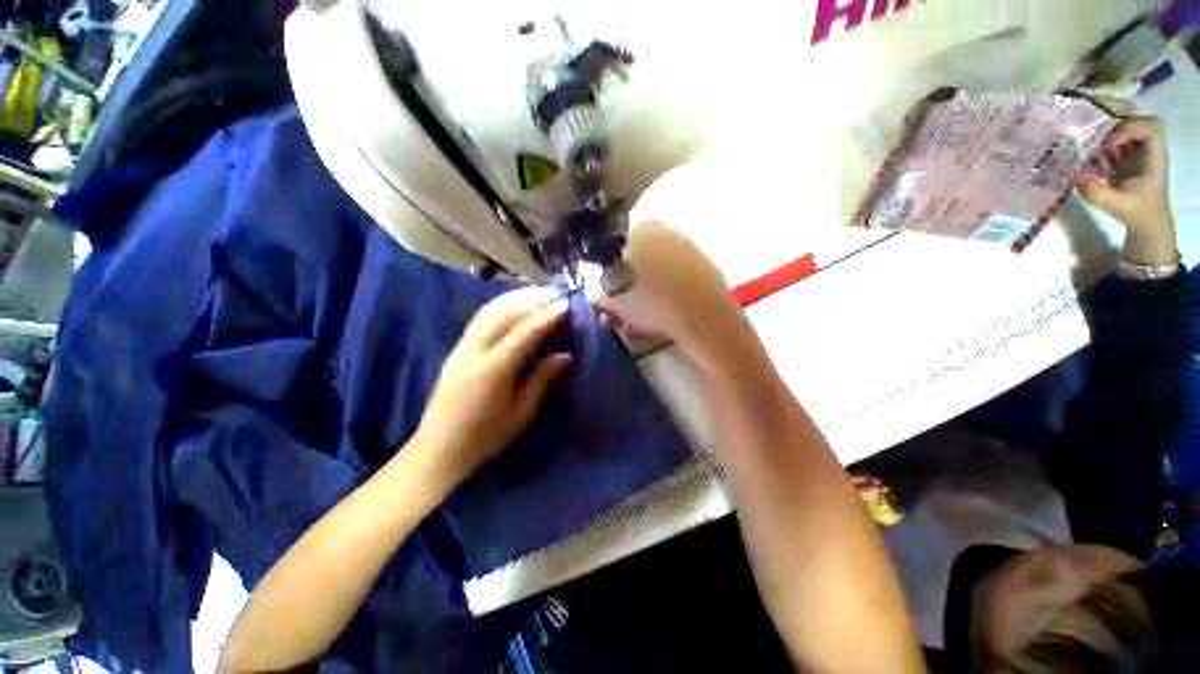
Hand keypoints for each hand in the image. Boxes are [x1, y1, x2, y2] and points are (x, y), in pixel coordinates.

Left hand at [413, 287, 570, 486]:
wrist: (438, 448)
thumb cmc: (485, 437)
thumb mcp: (521, 412)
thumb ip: (541, 379)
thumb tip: (564, 356)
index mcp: (493, 370)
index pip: (524, 333)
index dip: (547, 316)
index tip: (566, 305)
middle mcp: (475, 352)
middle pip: (504, 314)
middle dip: (532, 300)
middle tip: (556, 293)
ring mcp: (462, 348)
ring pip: (490, 311)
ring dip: (515, 298)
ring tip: (539, 292)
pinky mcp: (457, 349)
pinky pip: (480, 318)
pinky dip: (500, 305)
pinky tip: (513, 303)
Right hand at [592, 220, 736, 356]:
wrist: (704, 318)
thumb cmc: (654, 306)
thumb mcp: (620, 306)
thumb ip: (603, 300)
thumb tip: (596, 298)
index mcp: (642, 233)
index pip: (620, 248)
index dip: (615, 273)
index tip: (615, 293)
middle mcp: (668, 233)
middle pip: (643, 259)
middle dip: (633, 285)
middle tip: (630, 308)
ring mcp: (691, 247)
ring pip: (663, 269)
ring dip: (652, 290)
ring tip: (648, 318)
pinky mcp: (709, 264)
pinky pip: (682, 275)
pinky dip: (673, 290)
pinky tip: (670, 312)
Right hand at [1076, 117, 1176, 264]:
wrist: (1147, 222)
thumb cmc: (1137, 213)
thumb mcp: (1117, 206)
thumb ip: (1097, 192)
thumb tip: (1074, 174)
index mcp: (1154, 155)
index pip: (1150, 128)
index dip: (1130, 129)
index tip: (1110, 144)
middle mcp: (1146, 145)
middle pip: (1134, 115)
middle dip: (1112, 108)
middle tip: (1085, 105)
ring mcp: (1135, 148)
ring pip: (1121, 121)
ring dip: (1100, 118)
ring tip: (1077, 119)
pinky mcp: (1124, 154)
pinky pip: (1111, 134)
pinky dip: (1095, 132)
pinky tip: (1079, 139)